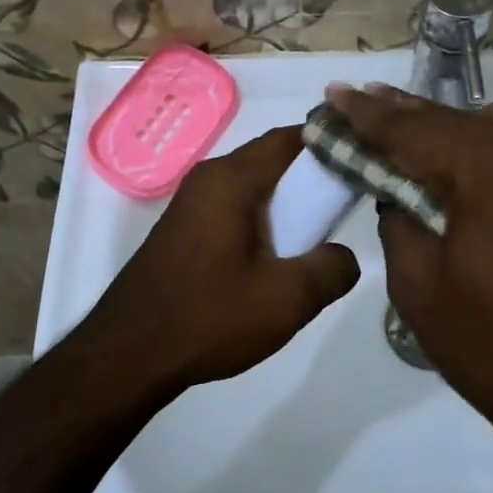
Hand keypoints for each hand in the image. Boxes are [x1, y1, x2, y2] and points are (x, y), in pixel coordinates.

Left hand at [68, 126, 359, 392]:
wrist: (129, 354)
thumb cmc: (209, 317)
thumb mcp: (287, 299)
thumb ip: (332, 269)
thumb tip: (343, 255)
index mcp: (232, 179)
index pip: (291, 138)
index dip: (331, 144)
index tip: (363, 164)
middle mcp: (208, 177)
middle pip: (272, 160)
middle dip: (311, 178)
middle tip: (344, 207)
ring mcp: (191, 202)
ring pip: (253, 186)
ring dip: (286, 203)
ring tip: (316, 237)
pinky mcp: (184, 228)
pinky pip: (233, 207)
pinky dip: (261, 218)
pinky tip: (276, 256)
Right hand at [327, 84, 492, 437]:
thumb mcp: (419, 287)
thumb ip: (399, 225)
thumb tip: (398, 197)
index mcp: (489, 174)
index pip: (413, 132)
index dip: (366, 114)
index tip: (334, 94)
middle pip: (455, 119)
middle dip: (403, 112)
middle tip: (361, 101)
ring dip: (452, 123)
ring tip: (416, 135)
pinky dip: (489, 144)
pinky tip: (467, 168)